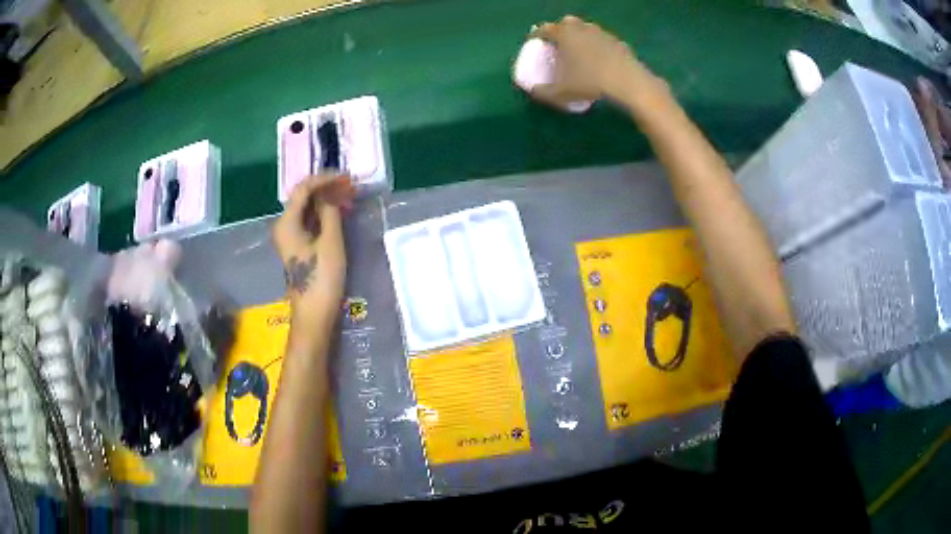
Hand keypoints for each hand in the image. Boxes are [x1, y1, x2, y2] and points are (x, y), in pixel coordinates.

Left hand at [272, 175, 354, 322]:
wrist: (313, 314)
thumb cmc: (322, 279)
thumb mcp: (330, 242)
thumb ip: (330, 212)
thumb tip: (331, 192)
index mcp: (287, 222)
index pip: (303, 188)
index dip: (325, 179)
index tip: (348, 178)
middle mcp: (283, 225)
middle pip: (303, 197)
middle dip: (327, 188)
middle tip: (351, 187)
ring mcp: (289, 236)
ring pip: (307, 208)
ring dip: (327, 200)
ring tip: (349, 198)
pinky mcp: (297, 246)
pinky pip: (309, 221)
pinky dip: (324, 214)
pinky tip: (339, 213)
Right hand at [529, 16, 659, 108]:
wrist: (628, 82)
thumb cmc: (589, 82)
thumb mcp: (561, 92)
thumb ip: (543, 92)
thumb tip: (533, 91)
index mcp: (563, 34)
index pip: (544, 29)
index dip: (536, 36)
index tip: (533, 43)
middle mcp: (581, 28)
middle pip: (567, 23)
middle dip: (560, 31)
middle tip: (558, 44)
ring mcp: (602, 33)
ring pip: (587, 30)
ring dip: (581, 38)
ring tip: (580, 52)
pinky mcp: (619, 43)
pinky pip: (604, 42)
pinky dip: (599, 48)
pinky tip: (601, 61)